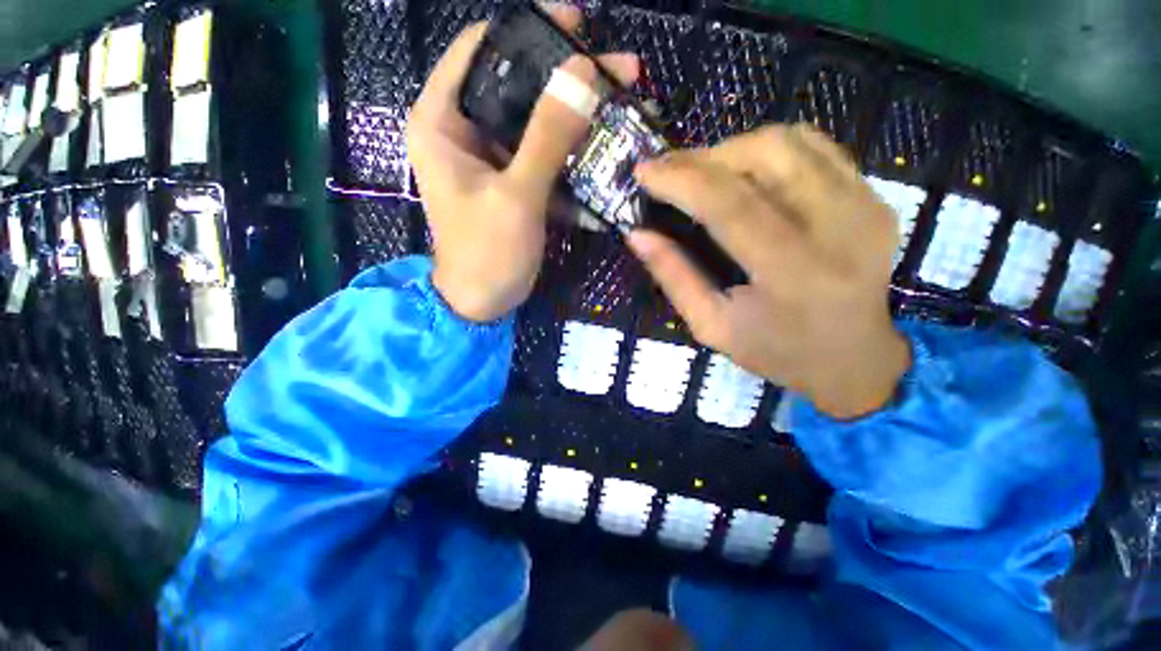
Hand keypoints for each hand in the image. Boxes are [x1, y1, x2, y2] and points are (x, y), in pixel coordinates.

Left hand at [407, 6, 638, 321]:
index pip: (480, 49)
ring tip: (620, 102)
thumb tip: (584, 72)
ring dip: (575, 114)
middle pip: (515, 83)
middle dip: (564, 75)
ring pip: (533, 119)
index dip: (528, 30)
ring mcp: (490, 156)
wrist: (483, 302)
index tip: (577, 24)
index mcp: (441, 121)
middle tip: (615, 69)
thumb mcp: (517, 197)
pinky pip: (541, 151)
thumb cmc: (487, 254)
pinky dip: (570, 148)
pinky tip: (602, 145)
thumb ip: (547, 138)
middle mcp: (462, 129)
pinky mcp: (510, 179)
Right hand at [627, 124, 910, 418]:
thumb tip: (637, 234)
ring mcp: (864, 205)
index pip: (731, 205)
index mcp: (793, 272)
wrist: (854, 358)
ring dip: (734, 149)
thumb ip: (673, 277)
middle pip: (765, 156)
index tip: (644, 171)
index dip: (682, 180)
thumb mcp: (711, 326)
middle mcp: (839, 227)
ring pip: (791, 142)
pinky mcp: (872, 196)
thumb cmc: (775, 350)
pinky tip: (743, 171)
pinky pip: (815, 148)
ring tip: (701, 172)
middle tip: (669, 172)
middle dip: (704, 156)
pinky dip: (768, 150)